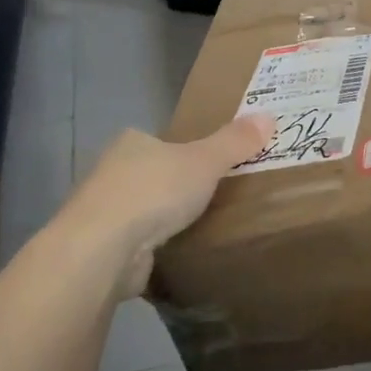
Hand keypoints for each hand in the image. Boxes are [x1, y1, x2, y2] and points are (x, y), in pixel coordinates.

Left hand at [62, 116, 273, 297]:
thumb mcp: (205, 161)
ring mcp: (103, 211)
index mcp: (132, 142)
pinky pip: (137, 242)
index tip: (210, 168)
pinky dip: (153, 247)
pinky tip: (175, 254)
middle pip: (152, 174)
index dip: (186, 152)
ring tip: (200, 229)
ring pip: (142, 210)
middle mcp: (111, 171)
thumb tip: (268, 116)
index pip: (161, 142)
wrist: (103, 248)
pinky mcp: (103, 247)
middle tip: (213, 200)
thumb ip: (235, 142)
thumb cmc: (154, 191)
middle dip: (176, 187)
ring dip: (163, 219)